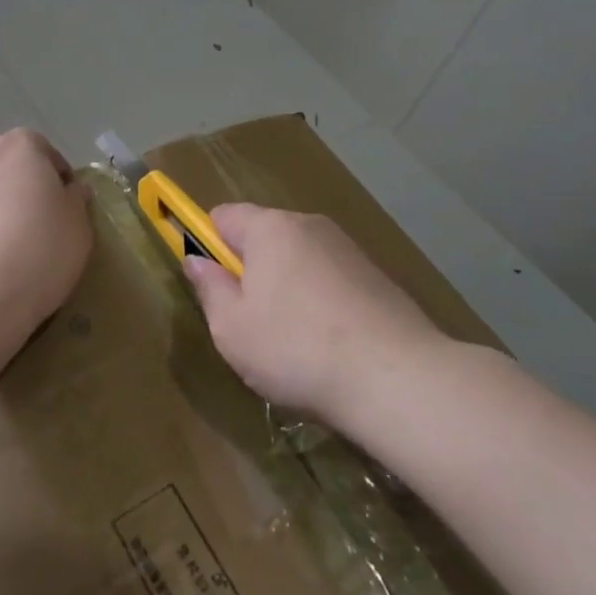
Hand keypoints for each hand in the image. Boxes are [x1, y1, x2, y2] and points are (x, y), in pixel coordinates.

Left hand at [0, 129, 92, 349]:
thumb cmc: (39, 251)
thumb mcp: (79, 227)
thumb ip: (76, 199)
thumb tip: (70, 189)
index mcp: (22, 146)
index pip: (45, 151)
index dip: (56, 178)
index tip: (63, 206)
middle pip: (4, 158)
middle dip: (16, 178)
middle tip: (30, 216)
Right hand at [182, 204, 447, 418]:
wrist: (397, 378)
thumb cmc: (296, 349)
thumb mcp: (231, 329)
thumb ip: (209, 288)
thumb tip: (197, 261)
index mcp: (270, 229)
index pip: (223, 215)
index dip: (208, 244)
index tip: (213, 285)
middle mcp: (310, 226)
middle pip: (263, 237)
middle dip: (250, 271)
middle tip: (248, 322)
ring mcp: (348, 250)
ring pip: (299, 261)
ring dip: (286, 289)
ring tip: (292, 343)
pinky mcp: (377, 277)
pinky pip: (330, 281)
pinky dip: (320, 304)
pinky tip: (328, 346)